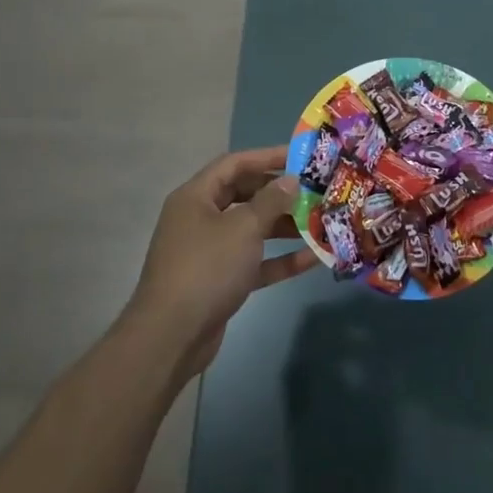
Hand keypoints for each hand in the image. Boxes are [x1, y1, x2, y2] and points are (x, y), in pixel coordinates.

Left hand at [127, 146, 316, 378]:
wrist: (172, 336)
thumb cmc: (206, 268)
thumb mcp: (243, 228)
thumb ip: (271, 201)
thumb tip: (291, 180)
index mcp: (196, 196)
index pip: (234, 164)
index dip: (267, 157)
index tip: (301, 156)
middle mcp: (200, 219)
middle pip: (244, 195)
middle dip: (279, 194)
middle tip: (315, 191)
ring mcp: (209, 251)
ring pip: (251, 230)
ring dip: (284, 226)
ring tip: (320, 222)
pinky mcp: (220, 281)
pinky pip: (254, 262)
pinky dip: (279, 259)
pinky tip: (313, 258)